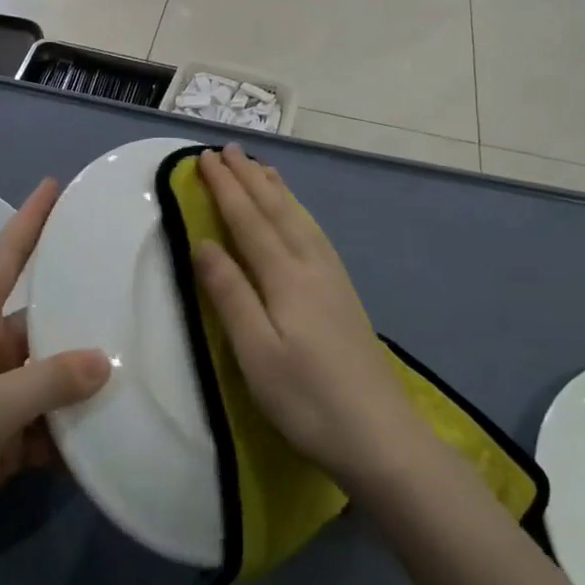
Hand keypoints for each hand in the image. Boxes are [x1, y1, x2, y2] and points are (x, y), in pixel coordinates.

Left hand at [0, 178, 110, 573]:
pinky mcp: (6, 440)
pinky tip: (117, 431)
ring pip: (55, 375)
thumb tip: (105, 359)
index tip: (56, 183)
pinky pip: (53, 423)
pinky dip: (78, 429)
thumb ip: (44, 383)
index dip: (30, 219)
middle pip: (46, 319)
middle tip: (139, 291)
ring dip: (88, 378)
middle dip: (86, 310)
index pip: (6, 257)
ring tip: (144, 363)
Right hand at [193, 145, 427, 488]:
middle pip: (276, 210)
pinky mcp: (344, 294)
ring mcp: (333, 278)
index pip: (249, 219)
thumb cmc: (307, 398)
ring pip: (300, 218)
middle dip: (249, 177)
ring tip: (261, 167)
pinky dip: (299, 212)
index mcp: (286, 277)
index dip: (225, 187)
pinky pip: (315, 233)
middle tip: (228, 149)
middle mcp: (311, 265)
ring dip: (276, 189)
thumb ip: (230, 293)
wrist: (380, 435)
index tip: (204, 158)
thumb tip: (203, 241)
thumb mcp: (256, 352)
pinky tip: (298, 217)